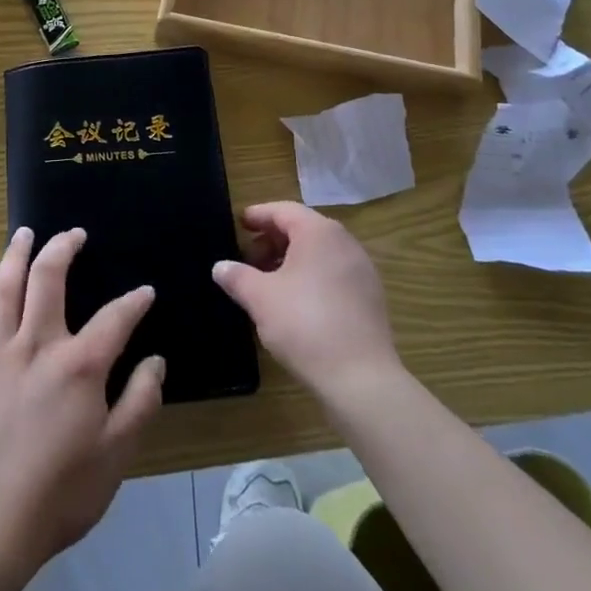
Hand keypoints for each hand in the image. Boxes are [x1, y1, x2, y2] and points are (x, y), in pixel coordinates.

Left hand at [0, 227, 164, 575]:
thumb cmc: (61, 492)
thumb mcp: (116, 455)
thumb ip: (140, 401)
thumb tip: (155, 361)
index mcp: (77, 364)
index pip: (114, 317)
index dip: (134, 302)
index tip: (146, 292)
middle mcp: (37, 344)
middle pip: (48, 276)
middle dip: (63, 247)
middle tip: (75, 233)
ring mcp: (0, 353)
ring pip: (7, 286)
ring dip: (18, 253)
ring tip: (25, 233)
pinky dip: (0, 293)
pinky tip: (4, 293)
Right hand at [212, 202, 401, 400]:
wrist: (361, 379)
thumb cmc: (305, 325)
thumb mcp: (260, 298)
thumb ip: (237, 277)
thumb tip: (220, 267)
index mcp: (319, 232)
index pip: (283, 211)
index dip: (258, 215)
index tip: (239, 223)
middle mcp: (344, 242)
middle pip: (303, 229)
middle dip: (273, 240)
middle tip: (248, 258)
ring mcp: (362, 270)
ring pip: (319, 253)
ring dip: (291, 260)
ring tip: (268, 282)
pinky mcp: (370, 298)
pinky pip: (334, 274)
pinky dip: (311, 277)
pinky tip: (295, 303)